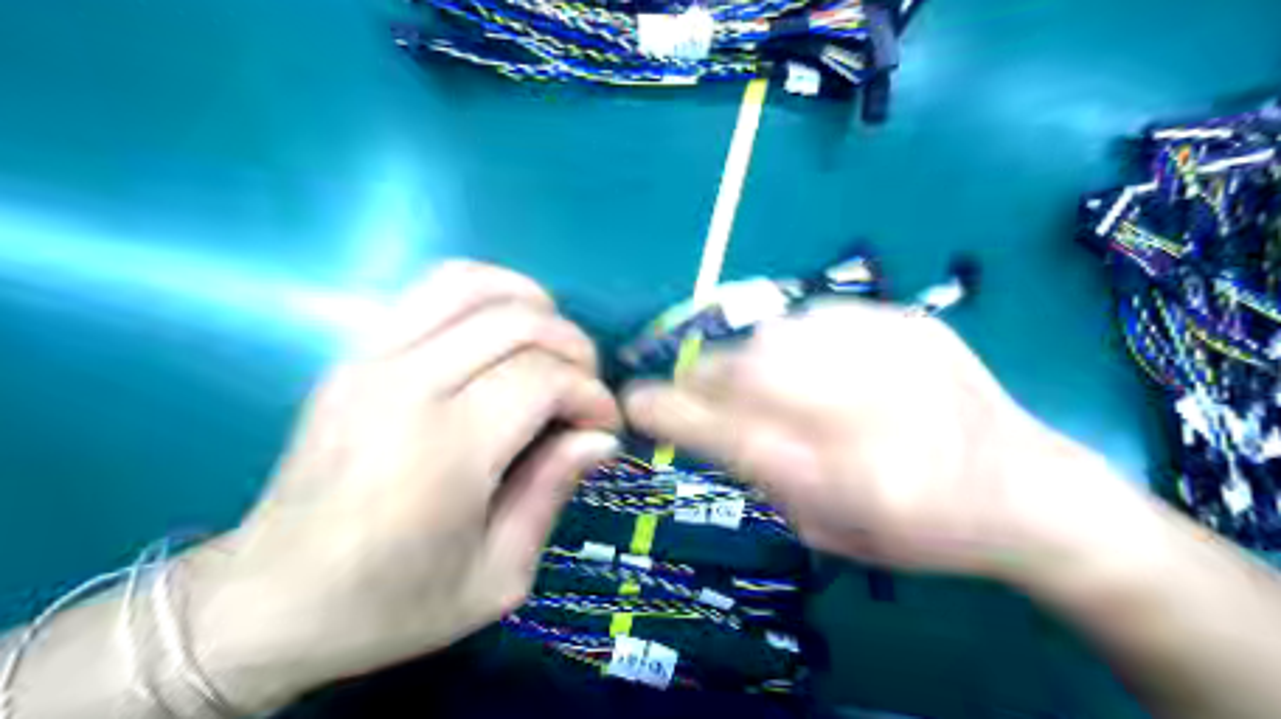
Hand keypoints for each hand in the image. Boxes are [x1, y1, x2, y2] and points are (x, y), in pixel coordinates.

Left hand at [184, 261, 620, 711]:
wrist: (268, 602)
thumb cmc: (391, 604)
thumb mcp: (496, 578)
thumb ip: (552, 492)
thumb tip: (600, 436)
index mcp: (443, 452)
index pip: (542, 379)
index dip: (591, 395)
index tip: (604, 427)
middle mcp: (405, 387)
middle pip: (517, 323)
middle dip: (574, 348)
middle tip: (584, 391)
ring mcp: (370, 360)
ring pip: (470, 284)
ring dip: (532, 304)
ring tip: (551, 348)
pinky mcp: (353, 354)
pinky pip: (430, 290)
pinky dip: (485, 295)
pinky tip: (504, 333)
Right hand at [626, 300, 1124, 580]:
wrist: (1025, 488)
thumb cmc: (921, 531)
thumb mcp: (828, 532)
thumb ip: (761, 475)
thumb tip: (705, 423)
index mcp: (840, 480)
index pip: (727, 434)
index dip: (669, 412)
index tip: (636, 400)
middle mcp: (861, 411)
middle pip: (745, 371)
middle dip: (705, 378)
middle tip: (703, 391)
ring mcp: (890, 355)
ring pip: (775, 334)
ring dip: (750, 358)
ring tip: (771, 383)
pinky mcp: (910, 322)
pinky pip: (818, 316)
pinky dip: (797, 339)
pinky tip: (821, 365)